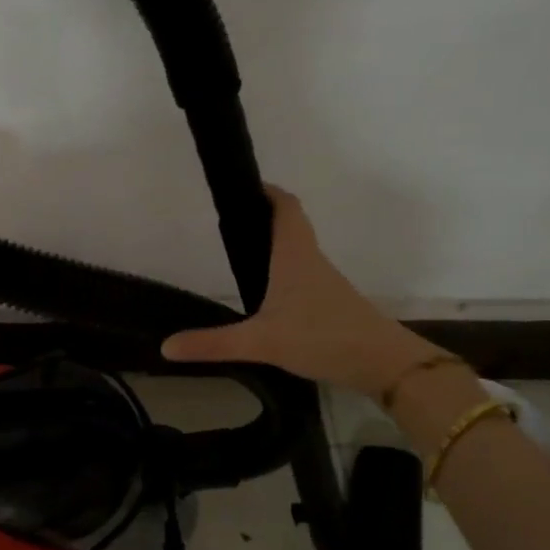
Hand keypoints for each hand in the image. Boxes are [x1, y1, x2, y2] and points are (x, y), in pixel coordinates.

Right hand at [161, 185, 433, 391]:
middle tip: (233, 221)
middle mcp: (311, 260)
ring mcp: (325, 282)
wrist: (383, 363)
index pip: (285, 207)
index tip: (244, 187)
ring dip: (276, 244)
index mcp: (293, 255)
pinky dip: (285, 271)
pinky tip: (270, 295)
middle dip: (264, 216)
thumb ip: (213, 344)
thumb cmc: (321, 337)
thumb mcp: (261, 342)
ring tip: (243, 254)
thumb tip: (166, 346)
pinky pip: (304, 274)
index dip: (267, 192)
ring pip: (298, 250)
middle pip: (291, 224)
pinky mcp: (332, 303)